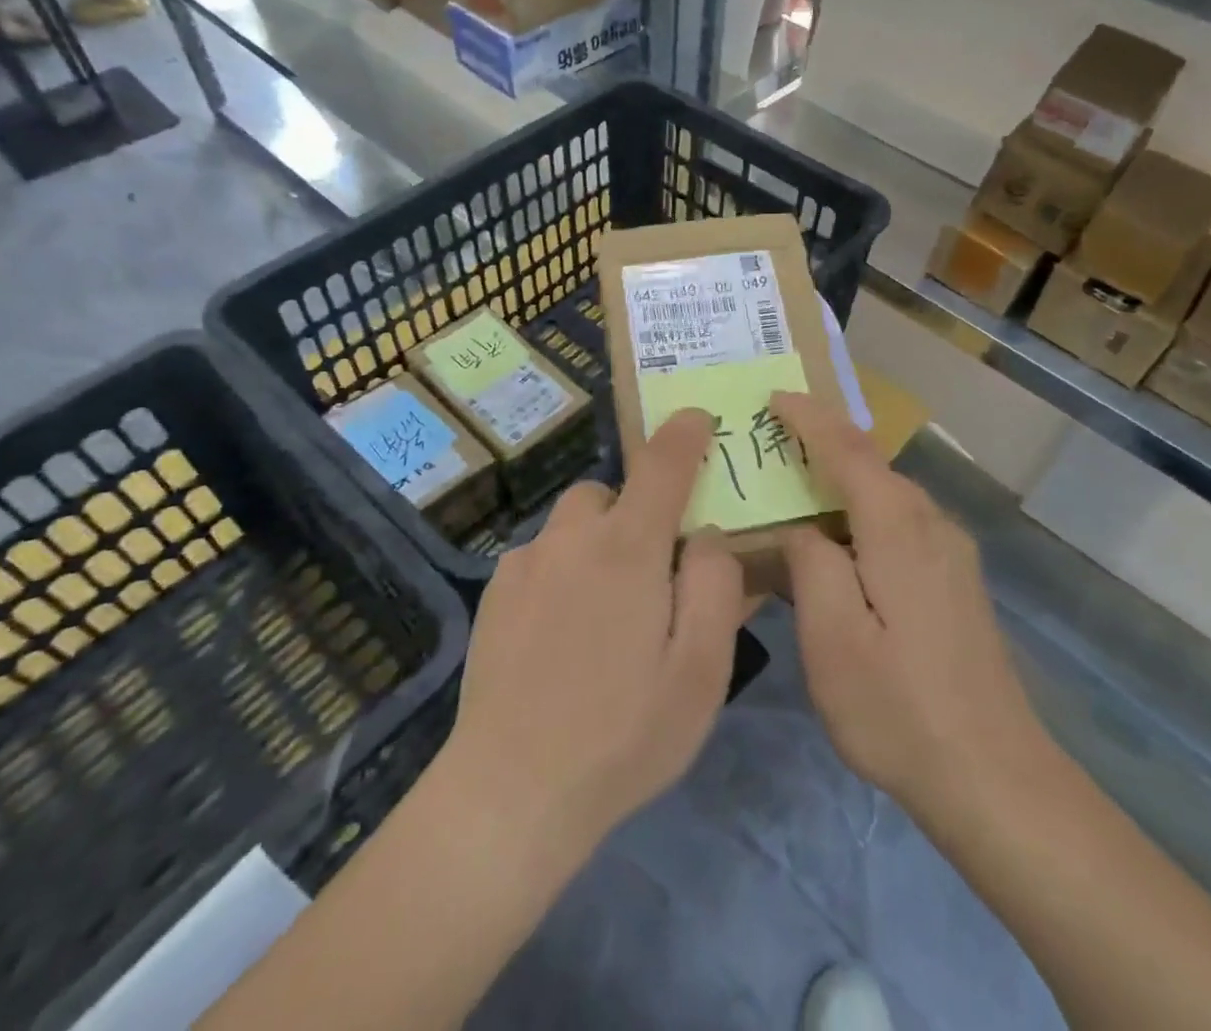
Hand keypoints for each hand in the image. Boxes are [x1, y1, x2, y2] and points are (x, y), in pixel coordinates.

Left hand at [442, 410, 745, 861]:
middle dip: (637, 513)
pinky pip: (541, 557)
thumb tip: (708, 536)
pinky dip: (562, 571)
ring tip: (606, 612)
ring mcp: (525, 563)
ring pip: (573, 525)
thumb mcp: (700, 670)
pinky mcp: (495, 595)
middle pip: (611, 494)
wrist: (510, 792)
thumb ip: (715, 586)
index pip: (663, 465)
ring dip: (598, 543)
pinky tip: (561, 636)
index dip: (685, 435)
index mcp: (628, 548)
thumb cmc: (623, 733)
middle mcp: (572, 538)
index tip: (697, 418)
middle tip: (653, 571)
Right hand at [773, 392, 1055, 822]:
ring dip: (841, 479)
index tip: (773, 397)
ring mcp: (951, 554)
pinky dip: (861, 511)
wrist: (995, 778)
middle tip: (770, 440)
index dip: (810, 419)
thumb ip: (810, 563)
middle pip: (871, 465)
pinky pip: (899, 522)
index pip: (849, 450)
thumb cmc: (899, 709)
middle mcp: (932, 525)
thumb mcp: (832, 639)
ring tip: (794, 484)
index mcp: (899, 529)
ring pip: (887, 494)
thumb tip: (802, 529)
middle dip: (822, 442)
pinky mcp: (956, 581)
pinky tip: (837, 541)